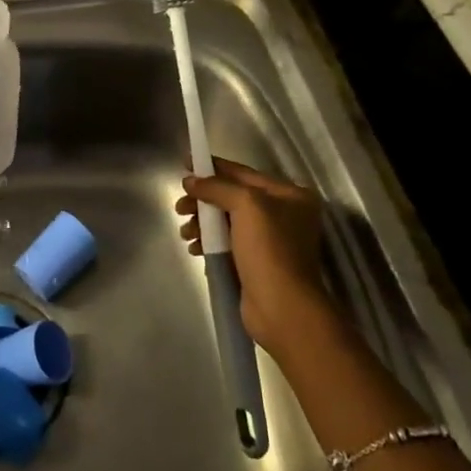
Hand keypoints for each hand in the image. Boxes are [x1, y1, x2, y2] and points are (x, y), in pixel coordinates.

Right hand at [176, 156, 327, 347]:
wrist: (282, 308)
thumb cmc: (269, 250)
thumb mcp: (246, 206)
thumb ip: (216, 187)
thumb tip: (190, 181)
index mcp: (290, 196)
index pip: (243, 173)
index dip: (213, 166)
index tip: (185, 162)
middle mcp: (283, 215)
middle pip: (232, 197)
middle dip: (203, 200)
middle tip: (180, 207)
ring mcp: (270, 241)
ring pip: (226, 221)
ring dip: (202, 223)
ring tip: (186, 233)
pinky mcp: (256, 262)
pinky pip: (226, 242)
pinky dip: (209, 241)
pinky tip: (195, 248)